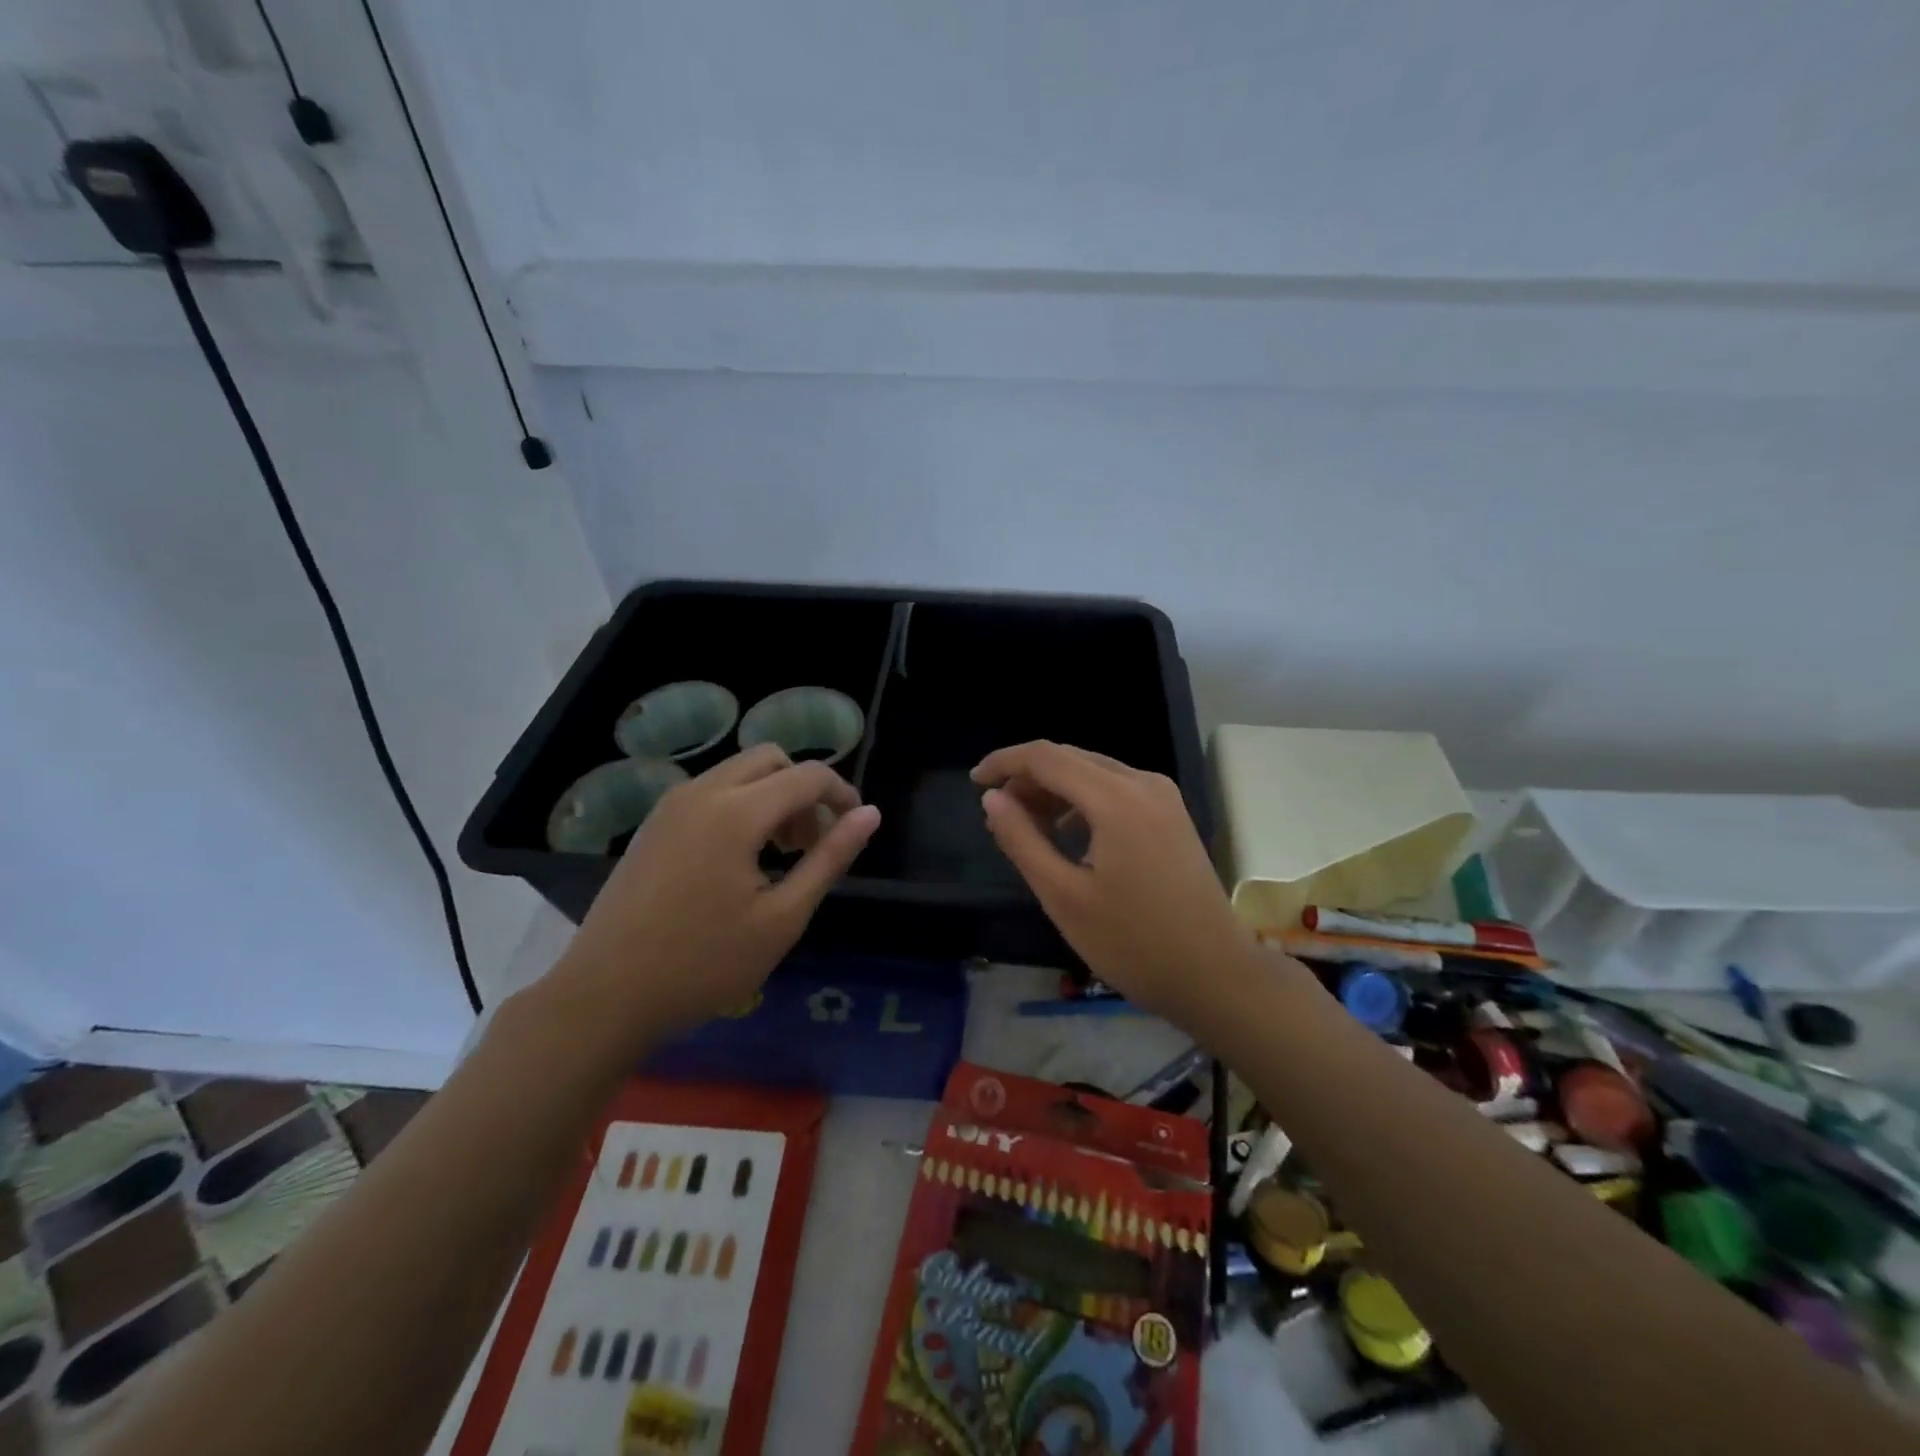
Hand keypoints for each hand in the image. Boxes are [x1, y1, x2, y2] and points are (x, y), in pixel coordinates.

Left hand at [550, 745, 880, 1048]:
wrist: (605, 996)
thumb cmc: (704, 964)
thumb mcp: (782, 917)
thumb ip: (829, 858)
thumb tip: (870, 815)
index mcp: (736, 812)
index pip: (808, 775)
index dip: (842, 794)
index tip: (855, 828)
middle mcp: (702, 792)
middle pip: (772, 759)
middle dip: (804, 790)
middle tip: (812, 843)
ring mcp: (671, 805)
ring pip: (740, 772)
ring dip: (773, 796)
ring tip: (780, 854)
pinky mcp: (654, 823)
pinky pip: (712, 790)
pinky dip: (741, 804)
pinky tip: (740, 859)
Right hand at [973, 741, 1254, 1022]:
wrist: (1216, 975)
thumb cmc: (1133, 943)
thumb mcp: (1063, 896)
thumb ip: (1022, 840)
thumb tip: (992, 799)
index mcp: (1115, 798)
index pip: (1046, 757)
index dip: (1004, 762)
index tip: (974, 783)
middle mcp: (1142, 783)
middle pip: (1071, 758)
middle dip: (1028, 778)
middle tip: (996, 812)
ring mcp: (1162, 797)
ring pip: (1093, 772)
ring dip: (1054, 790)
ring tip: (1025, 826)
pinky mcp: (1171, 815)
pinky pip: (1115, 790)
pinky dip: (1082, 802)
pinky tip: (1067, 835)